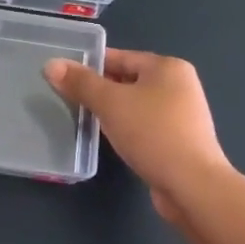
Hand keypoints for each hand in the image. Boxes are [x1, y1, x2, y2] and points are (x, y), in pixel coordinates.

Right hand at [44, 49, 232, 220]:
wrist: (192, 186)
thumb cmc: (152, 133)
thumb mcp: (110, 103)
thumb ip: (80, 83)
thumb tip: (51, 64)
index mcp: (168, 67)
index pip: (120, 57)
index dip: (90, 65)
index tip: (64, 77)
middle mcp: (180, 85)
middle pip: (128, 80)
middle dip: (100, 90)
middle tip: (71, 100)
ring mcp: (183, 115)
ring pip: (136, 105)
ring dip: (114, 112)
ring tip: (87, 121)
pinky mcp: (181, 141)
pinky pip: (146, 126)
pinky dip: (128, 129)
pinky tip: (112, 141)